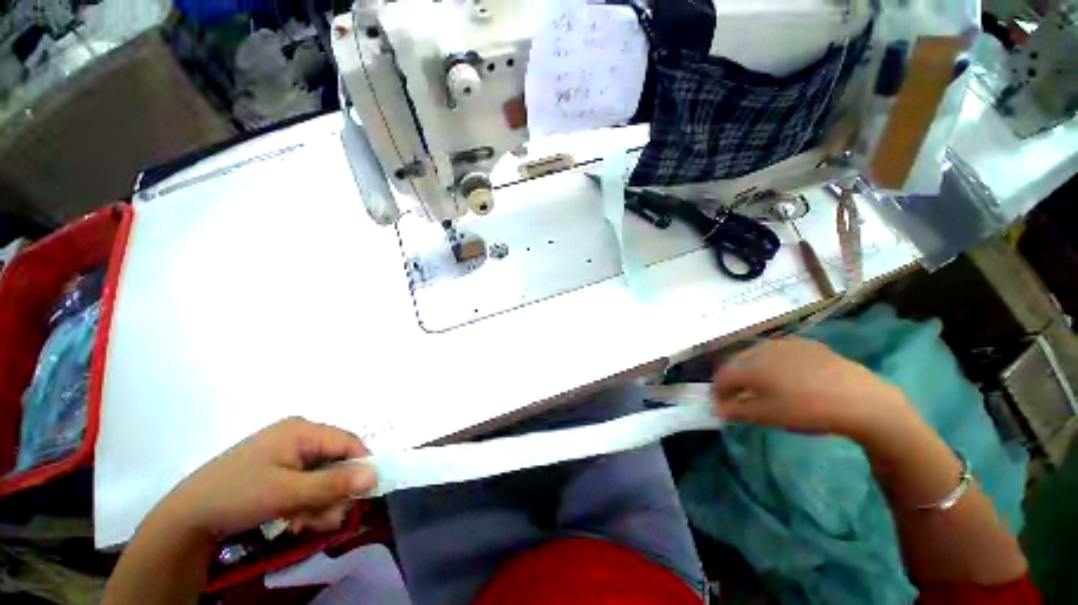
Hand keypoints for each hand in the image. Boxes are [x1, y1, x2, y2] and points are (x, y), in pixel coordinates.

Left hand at [153, 417, 377, 541]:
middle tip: (325, 519)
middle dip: (334, 492)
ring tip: (305, 524)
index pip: (348, 443)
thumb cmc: (237, 495)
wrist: (187, 518)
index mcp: (303, 430)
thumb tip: (376, 476)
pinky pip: (306, 483)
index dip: (360, 467)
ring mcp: (286, 453)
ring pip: (322, 476)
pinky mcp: (277, 469)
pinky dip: (306, 503)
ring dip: (320, 502)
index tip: (363, 496)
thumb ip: (334, 484)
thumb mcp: (288, 492)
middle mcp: (298, 436)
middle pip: (336, 461)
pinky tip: (295, 520)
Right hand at [711, 338, 910, 439]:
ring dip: (752, 369)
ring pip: (758, 355)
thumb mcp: (767, 416)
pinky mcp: (807, 344)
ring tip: (762, 386)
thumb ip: (736, 410)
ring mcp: (786, 343)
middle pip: (737, 362)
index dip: (718, 391)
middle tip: (739, 396)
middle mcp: (762, 349)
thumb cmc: (808, 410)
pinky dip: (774, 363)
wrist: (861, 400)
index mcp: (750, 365)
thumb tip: (717, 408)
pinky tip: (787, 377)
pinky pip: (780, 352)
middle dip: (734, 379)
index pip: (722, 376)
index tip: (720, 404)